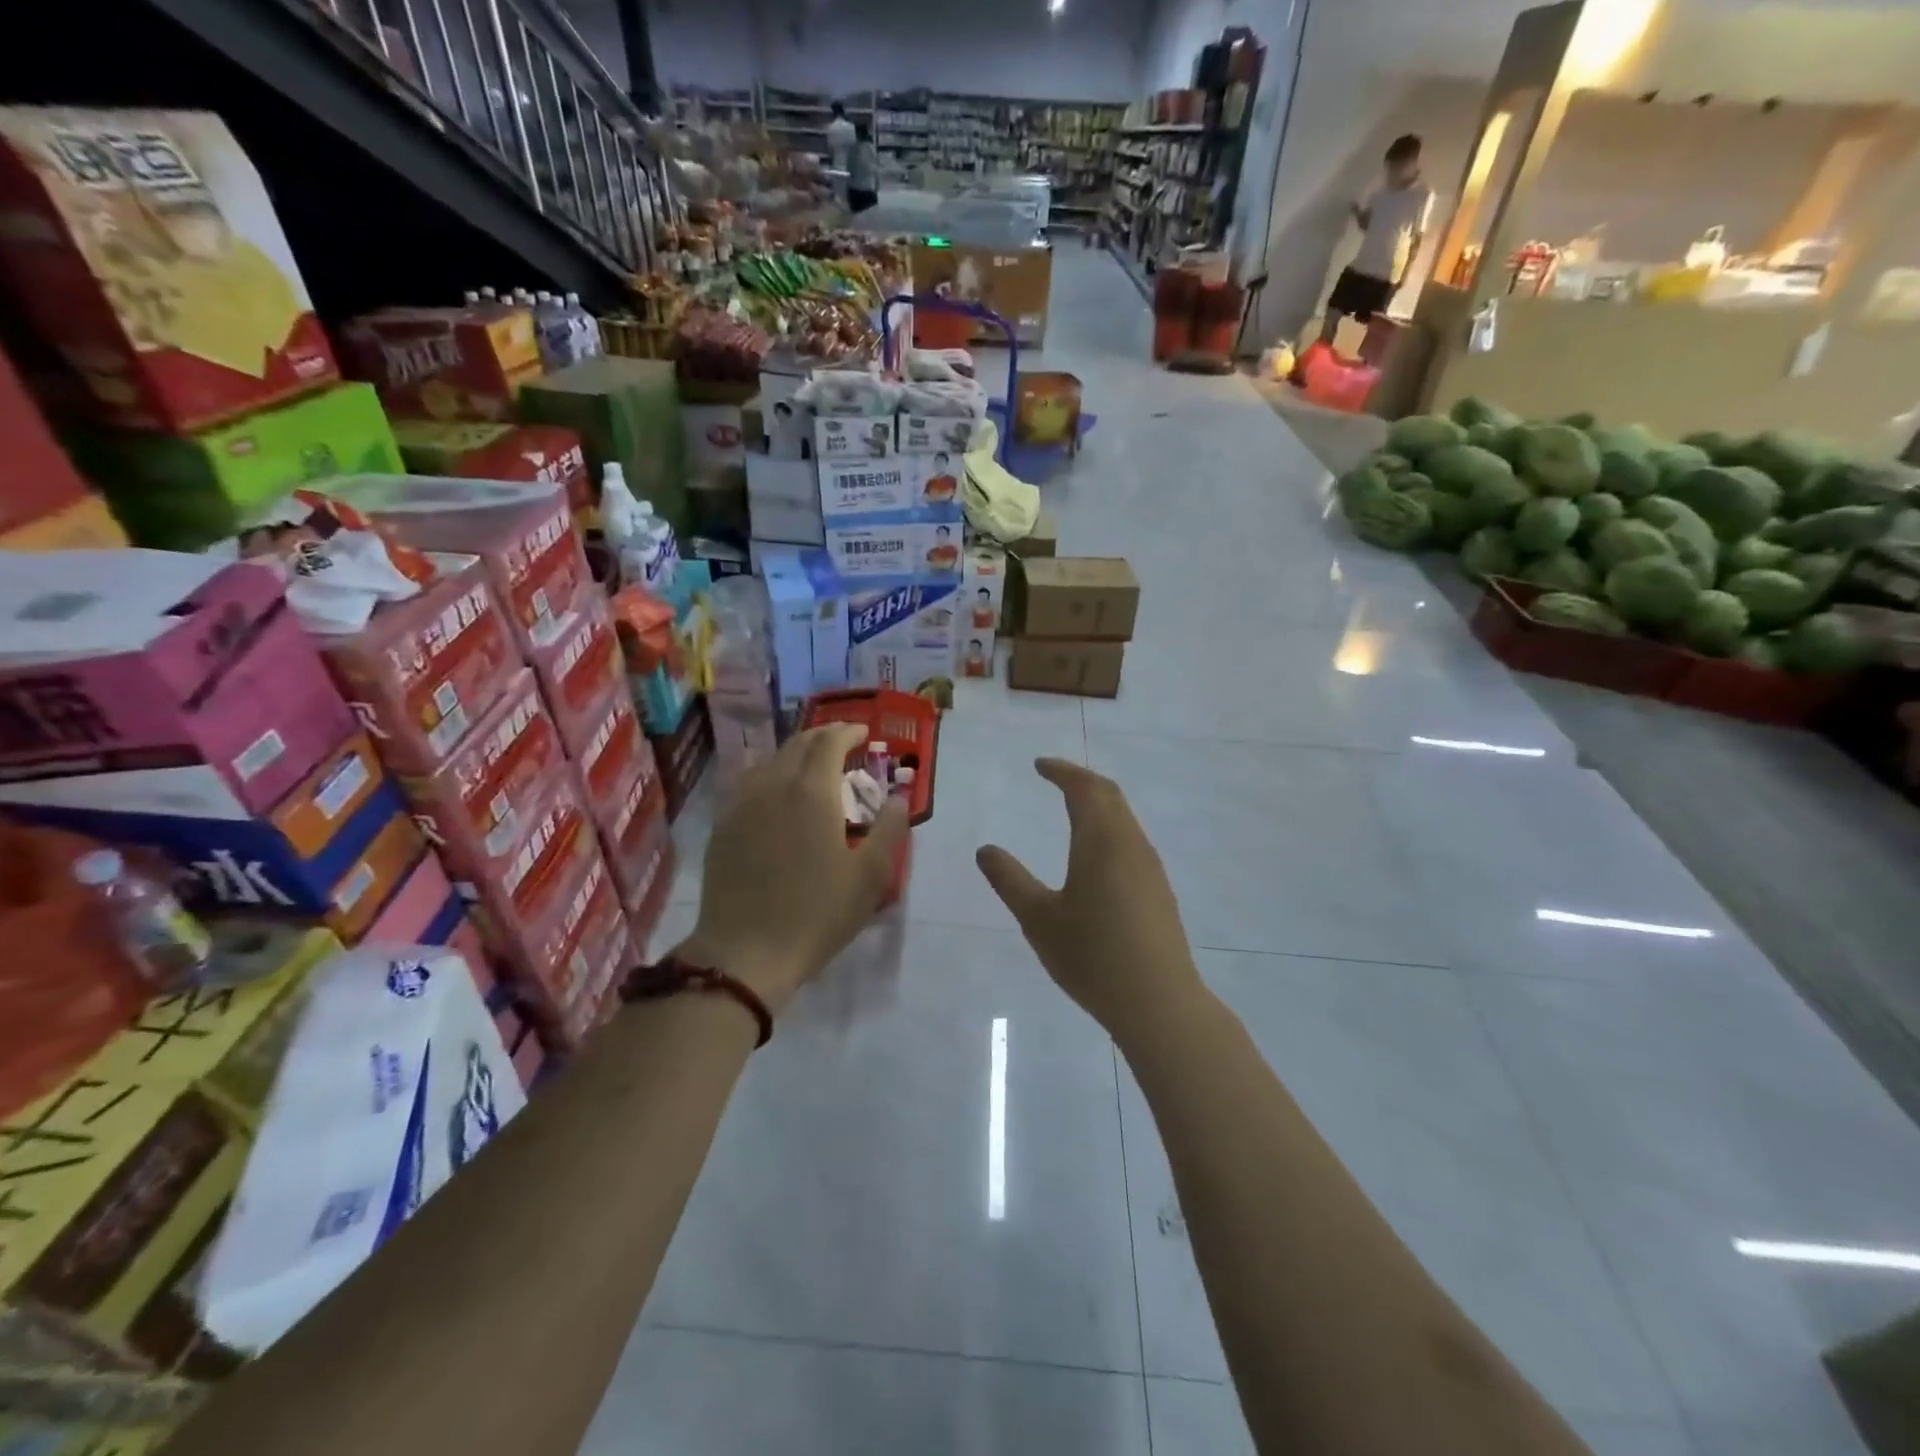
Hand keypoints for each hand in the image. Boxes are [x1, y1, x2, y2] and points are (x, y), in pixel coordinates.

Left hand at [677, 723, 907, 1014]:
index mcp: (812, 791)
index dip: (848, 731)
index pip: (829, 742)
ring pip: (771, 761)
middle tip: (844, 743)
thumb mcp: (870, 877)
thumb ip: (891, 830)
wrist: (745, 953)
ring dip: (797, 754)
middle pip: (798, 744)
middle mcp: (773, 785)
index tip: (865, 733)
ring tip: (814, 767)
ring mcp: (742, 804)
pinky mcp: (723, 826)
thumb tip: (899, 798)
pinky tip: (779, 796)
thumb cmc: (816, 914)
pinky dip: (772, 775)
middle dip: (824, 736)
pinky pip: (750, 784)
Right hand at [976, 760, 1206, 1044]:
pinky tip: (1096, 854)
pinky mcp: (1158, 890)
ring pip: (1124, 818)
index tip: (1039, 765)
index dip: (1061, 771)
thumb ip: (1010, 880)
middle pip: (1109, 795)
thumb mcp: (1038, 919)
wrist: (1158, 1002)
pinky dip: (1109, 827)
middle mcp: (1130, 844)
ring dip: (1098, 803)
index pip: (1083, 788)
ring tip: (1072, 808)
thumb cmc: (1092, 957)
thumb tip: (985, 850)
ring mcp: (1149, 867)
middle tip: (1055, 777)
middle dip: (1081, 780)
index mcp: (1101, 841)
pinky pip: (1131, 840)